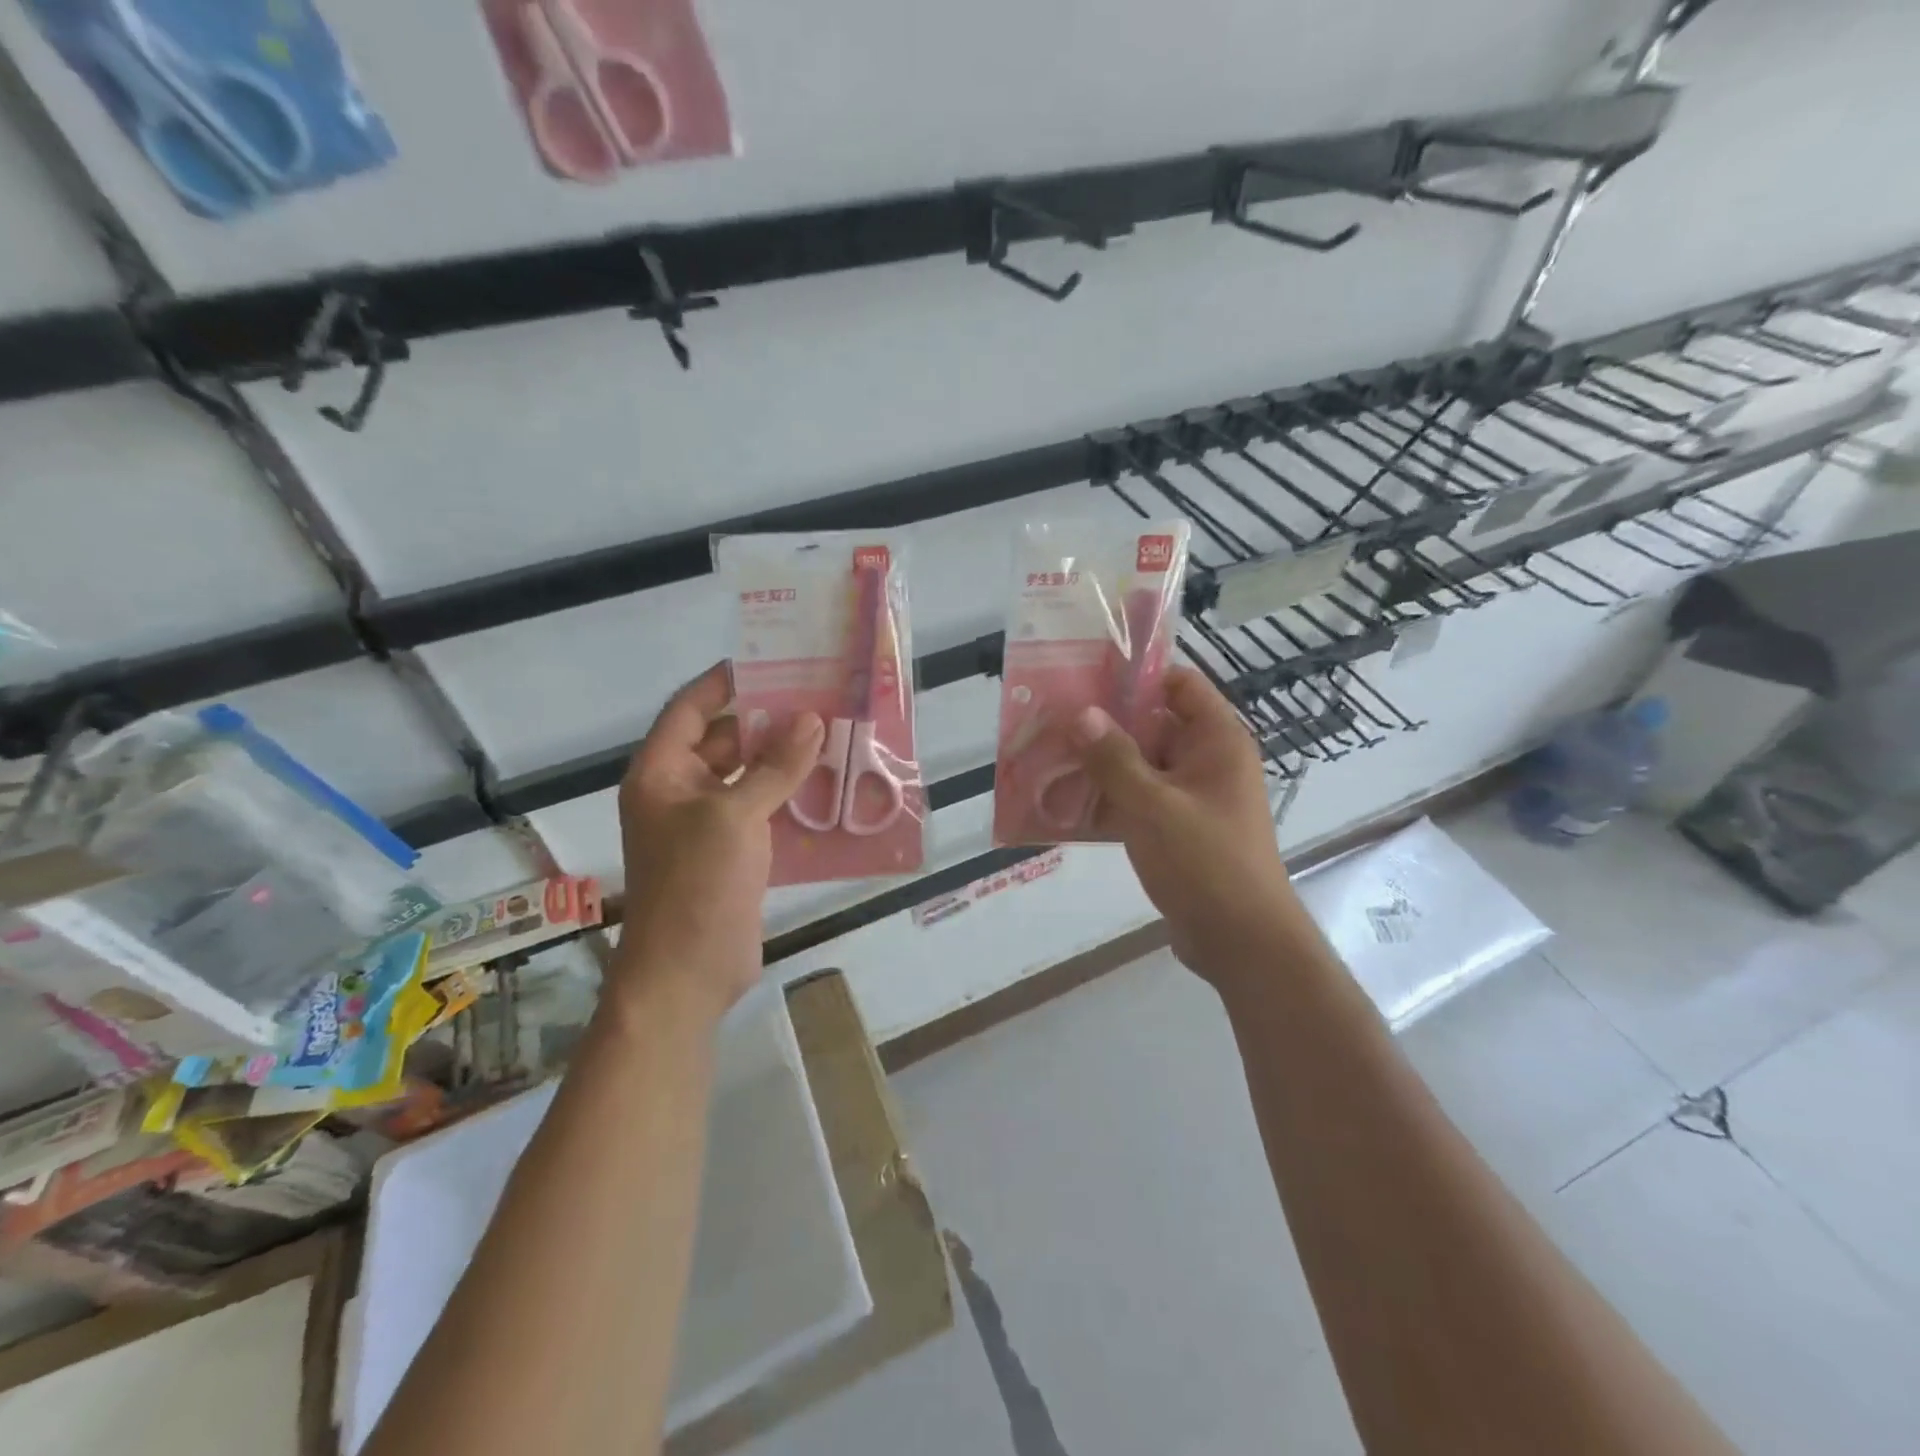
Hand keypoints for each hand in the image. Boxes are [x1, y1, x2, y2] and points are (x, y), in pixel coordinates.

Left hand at [612, 664, 823, 1025]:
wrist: (687, 974)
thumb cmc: (697, 885)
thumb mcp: (735, 816)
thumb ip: (774, 767)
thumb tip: (811, 720)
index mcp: (662, 772)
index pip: (691, 708)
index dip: (727, 681)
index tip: (773, 661)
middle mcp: (680, 791)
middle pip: (725, 739)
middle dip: (769, 720)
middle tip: (820, 698)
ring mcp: (707, 824)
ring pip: (748, 776)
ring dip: (785, 759)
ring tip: (834, 735)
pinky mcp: (733, 852)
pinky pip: (763, 810)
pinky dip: (791, 796)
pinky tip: (830, 786)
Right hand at [1071, 666, 1300, 981]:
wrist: (1241, 943)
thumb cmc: (1206, 863)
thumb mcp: (1154, 807)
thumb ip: (1114, 759)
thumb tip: (1081, 713)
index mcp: (1217, 741)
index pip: (1179, 685)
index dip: (1137, 676)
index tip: (1086, 677)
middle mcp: (1206, 762)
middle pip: (1152, 725)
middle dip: (1104, 724)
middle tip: (1051, 718)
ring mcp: (1190, 798)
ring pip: (1139, 766)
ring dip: (1099, 765)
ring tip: (1047, 757)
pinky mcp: (1175, 830)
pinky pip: (1136, 801)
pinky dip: (1106, 800)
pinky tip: (1062, 804)